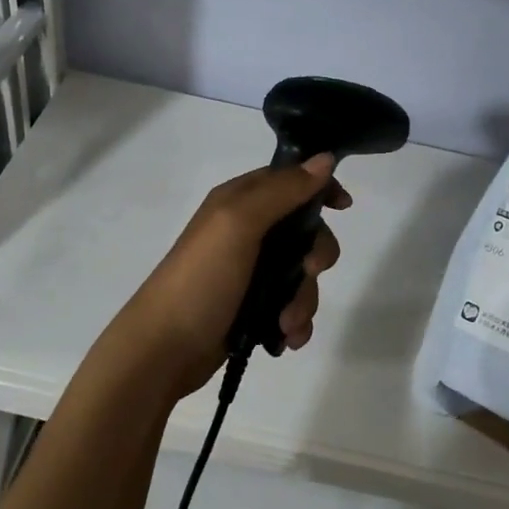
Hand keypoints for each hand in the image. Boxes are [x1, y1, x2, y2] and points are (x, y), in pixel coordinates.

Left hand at [102, 156, 348, 404]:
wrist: (165, 348)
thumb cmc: (202, 278)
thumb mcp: (239, 223)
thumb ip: (283, 191)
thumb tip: (325, 159)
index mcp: (240, 202)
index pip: (290, 180)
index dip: (320, 189)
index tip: (343, 207)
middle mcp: (247, 231)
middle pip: (305, 232)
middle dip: (315, 256)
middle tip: (308, 271)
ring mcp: (250, 272)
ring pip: (302, 275)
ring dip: (304, 299)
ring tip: (286, 322)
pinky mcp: (253, 307)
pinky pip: (291, 306)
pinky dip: (295, 322)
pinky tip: (286, 338)